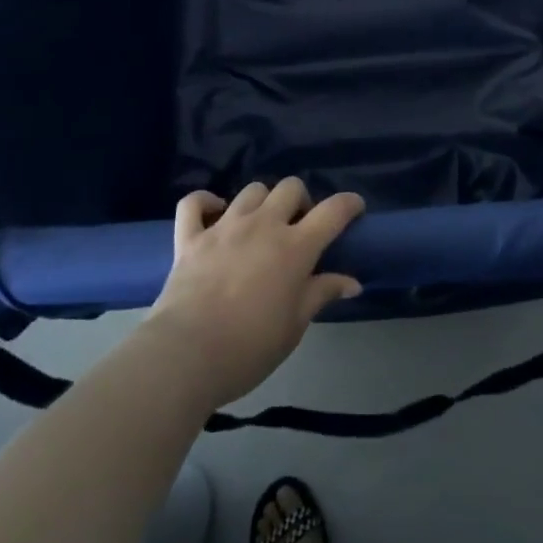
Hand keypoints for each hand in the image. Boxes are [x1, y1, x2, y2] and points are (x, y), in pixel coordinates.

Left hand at [145, 179, 364, 409]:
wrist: (186, 355)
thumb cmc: (249, 347)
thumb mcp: (295, 326)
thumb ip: (321, 294)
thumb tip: (352, 282)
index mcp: (294, 247)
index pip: (332, 211)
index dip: (348, 204)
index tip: (355, 208)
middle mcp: (263, 225)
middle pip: (290, 188)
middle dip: (301, 200)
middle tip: (299, 227)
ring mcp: (224, 226)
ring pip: (251, 191)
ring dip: (262, 202)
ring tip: (260, 225)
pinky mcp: (190, 237)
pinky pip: (194, 202)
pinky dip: (205, 202)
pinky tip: (213, 212)